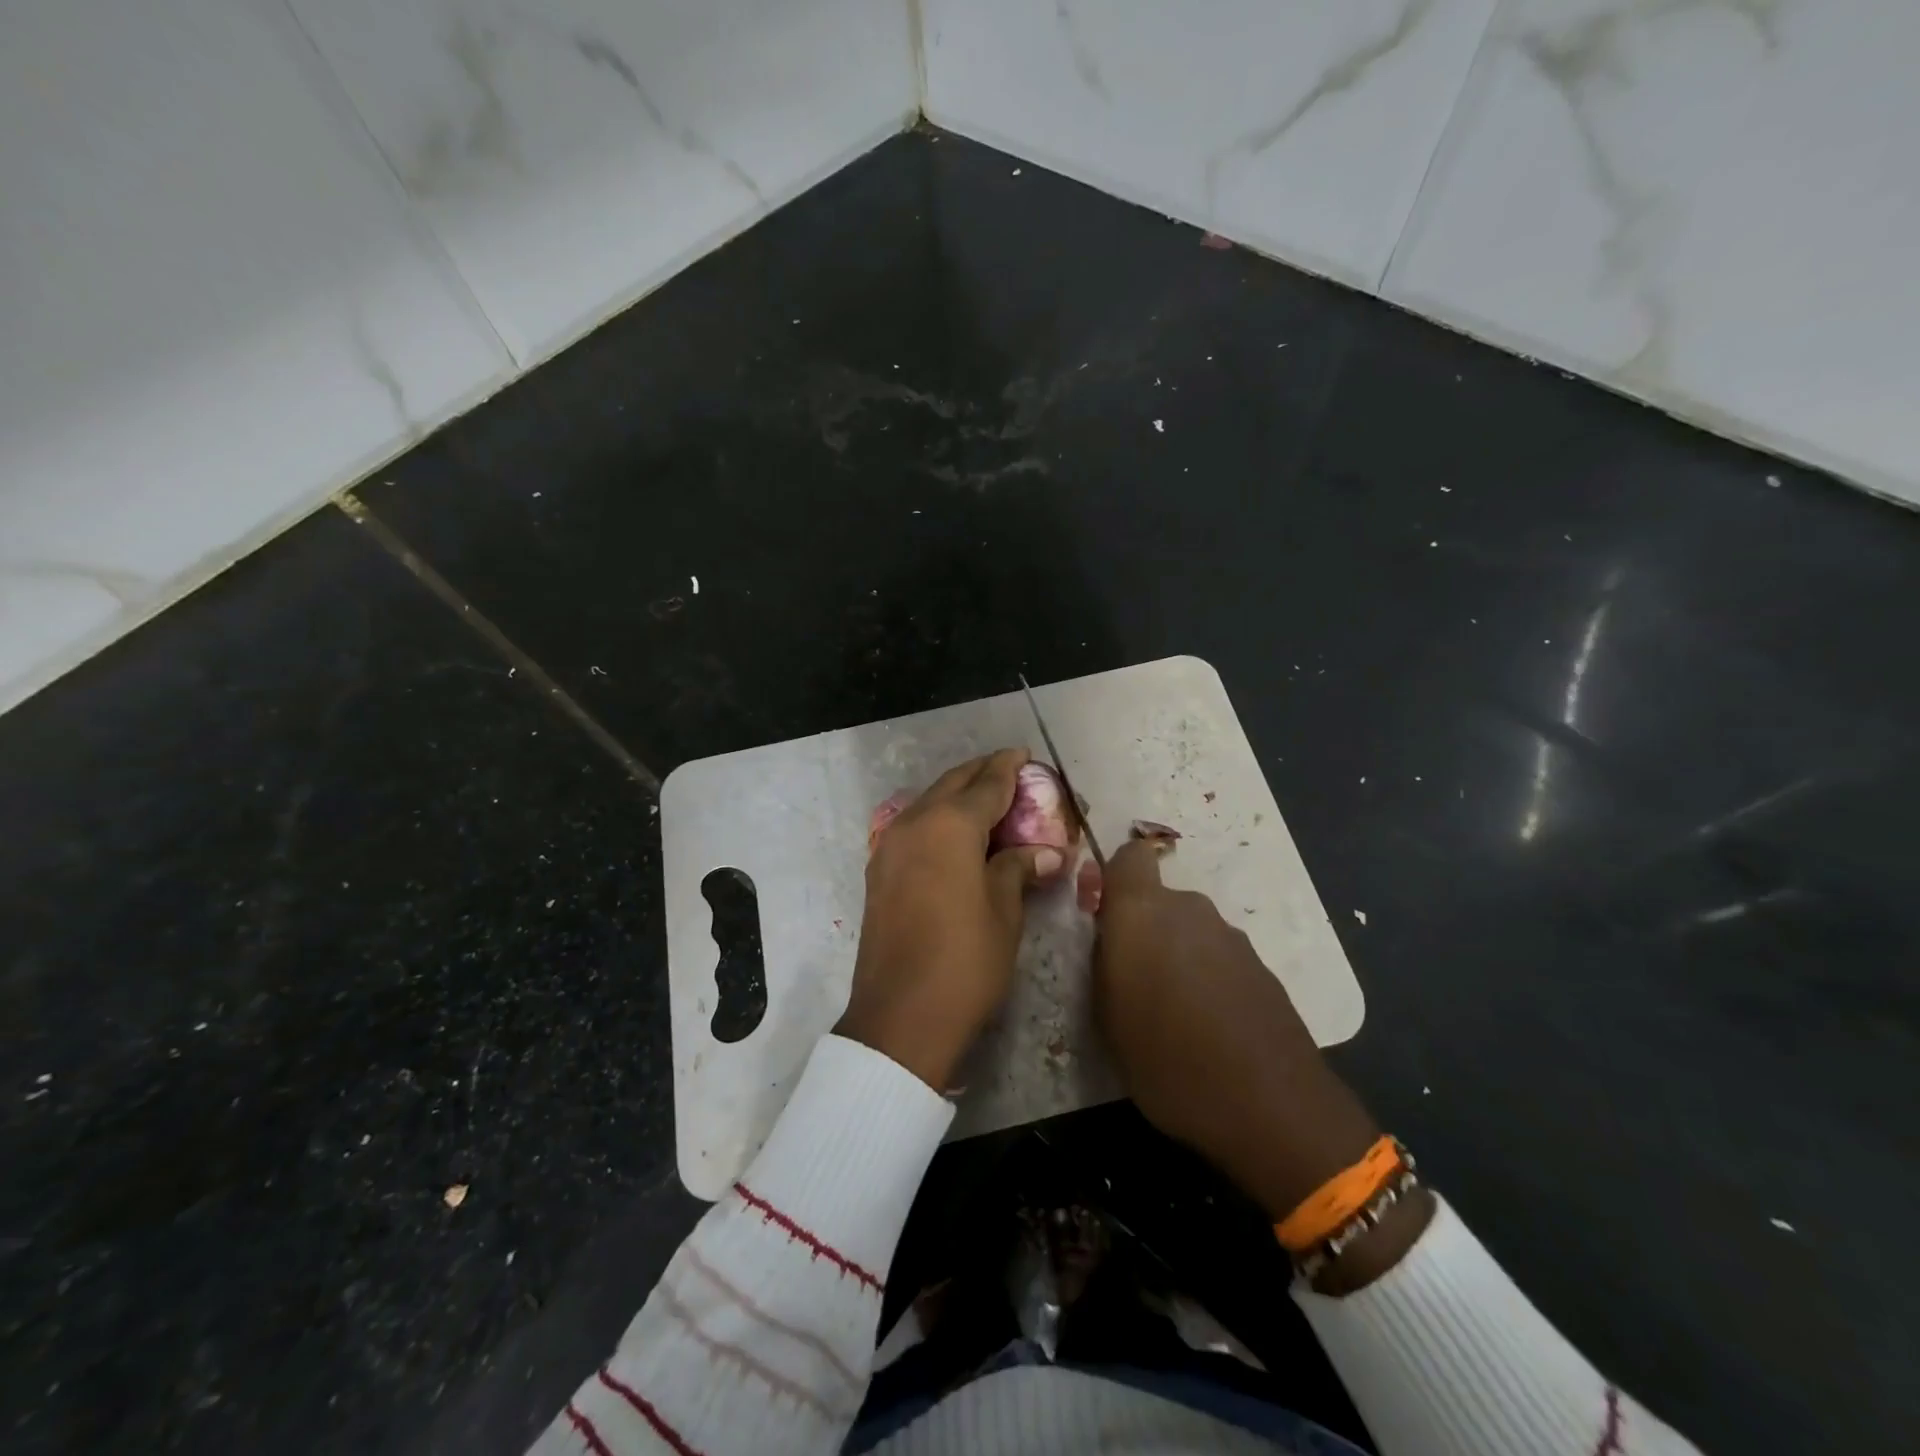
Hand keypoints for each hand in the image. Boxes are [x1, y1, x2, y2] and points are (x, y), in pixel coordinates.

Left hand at [836, 749, 1063, 1090]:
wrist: (901, 1016)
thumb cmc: (965, 960)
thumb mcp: (1004, 911)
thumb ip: (1018, 869)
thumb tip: (1045, 854)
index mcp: (950, 825)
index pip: (987, 784)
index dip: (1009, 768)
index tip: (1025, 755)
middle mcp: (915, 823)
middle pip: (953, 784)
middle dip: (982, 774)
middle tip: (1011, 773)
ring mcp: (890, 845)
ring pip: (930, 802)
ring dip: (957, 796)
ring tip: (988, 802)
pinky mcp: (880, 870)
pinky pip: (914, 827)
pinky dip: (938, 819)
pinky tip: (957, 834)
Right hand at [1092, 838, 1383, 1221]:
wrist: (1271, 1105)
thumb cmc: (1168, 1060)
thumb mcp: (1107, 1018)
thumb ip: (1103, 964)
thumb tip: (1111, 942)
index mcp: (1142, 912)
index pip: (1128, 857)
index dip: (1114, 879)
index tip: (1105, 916)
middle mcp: (1189, 910)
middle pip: (1159, 900)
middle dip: (1144, 929)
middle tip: (1133, 981)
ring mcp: (1231, 937)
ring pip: (1190, 930)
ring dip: (1178, 956)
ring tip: (1173, 1013)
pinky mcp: (1262, 967)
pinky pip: (1218, 957)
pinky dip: (1209, 978)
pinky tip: (1209, 1027)